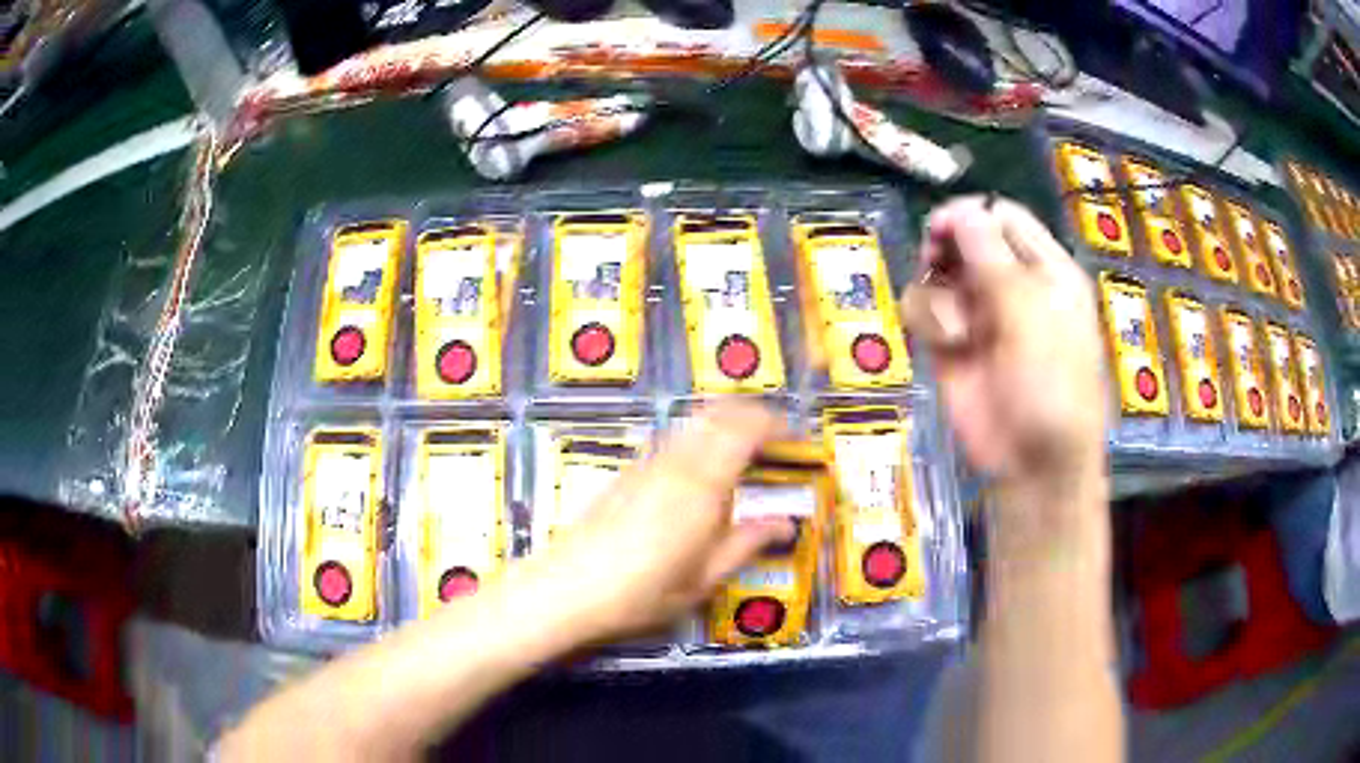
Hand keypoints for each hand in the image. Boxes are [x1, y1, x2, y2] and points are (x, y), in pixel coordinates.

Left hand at [531, 402, 795, 640]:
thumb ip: (745, 544)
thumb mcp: (702, 579)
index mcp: (701, 486)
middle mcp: (675, 463)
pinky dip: (699, 436)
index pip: (745, 429)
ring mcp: (647, 463)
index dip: (776, 425)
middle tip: (776, 438)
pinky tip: (702, 468)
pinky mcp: (627, 471)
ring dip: (725, 422)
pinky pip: (673, 437)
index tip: (796, 438)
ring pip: (693, 421)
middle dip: (753, 415)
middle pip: (719, 413)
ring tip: (745, 449)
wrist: (566, 588)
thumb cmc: (640, 592)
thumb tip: (784, 524)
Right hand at [900, 196, 1106, 501]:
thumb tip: (960, 210)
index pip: (1004, 218)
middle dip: (947, 246)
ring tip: (955, 328)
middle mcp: (1011, 285)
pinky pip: (924, 310)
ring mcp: (979, 314)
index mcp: (1046, 270)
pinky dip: (927, 319)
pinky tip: (946, 343)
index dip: (972, 215)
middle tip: (935, 261)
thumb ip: (993, 258)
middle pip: (966, 238)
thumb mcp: (1031, 314)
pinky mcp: (951, 344)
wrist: (1033, 463)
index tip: (942, 227)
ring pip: (939, 273)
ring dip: (939, 292)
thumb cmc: (1051, 385)